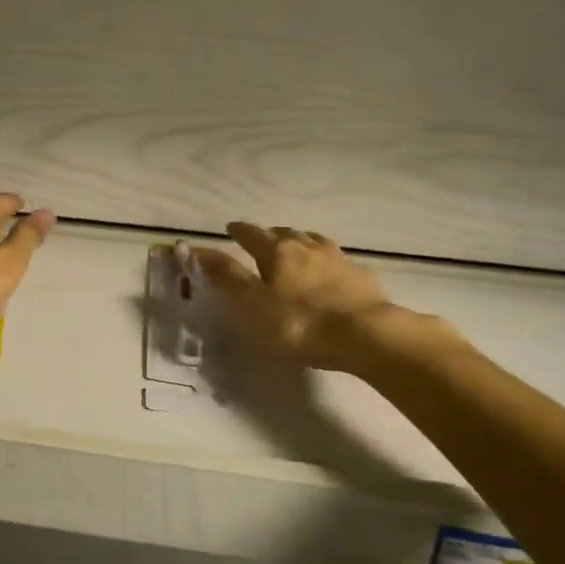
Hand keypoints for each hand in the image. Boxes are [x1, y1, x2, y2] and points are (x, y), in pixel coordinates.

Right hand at [194, 223, 405, 372]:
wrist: (364, 334)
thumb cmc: (298, 323)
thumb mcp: (252, 304)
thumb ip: (228, 277)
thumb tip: (200, 249)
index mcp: (278, 251)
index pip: (252, 234)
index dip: (239, 231)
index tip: (230, 229)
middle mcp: (307, 246)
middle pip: (285, 233)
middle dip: (270, 234)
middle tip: (261, 240)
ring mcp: (337, 259)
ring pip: (313, 242)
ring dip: (300, 242)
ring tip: (295, 248)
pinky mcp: (360, 276)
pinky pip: (336, 261)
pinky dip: (325, 262)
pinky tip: (328, 272)